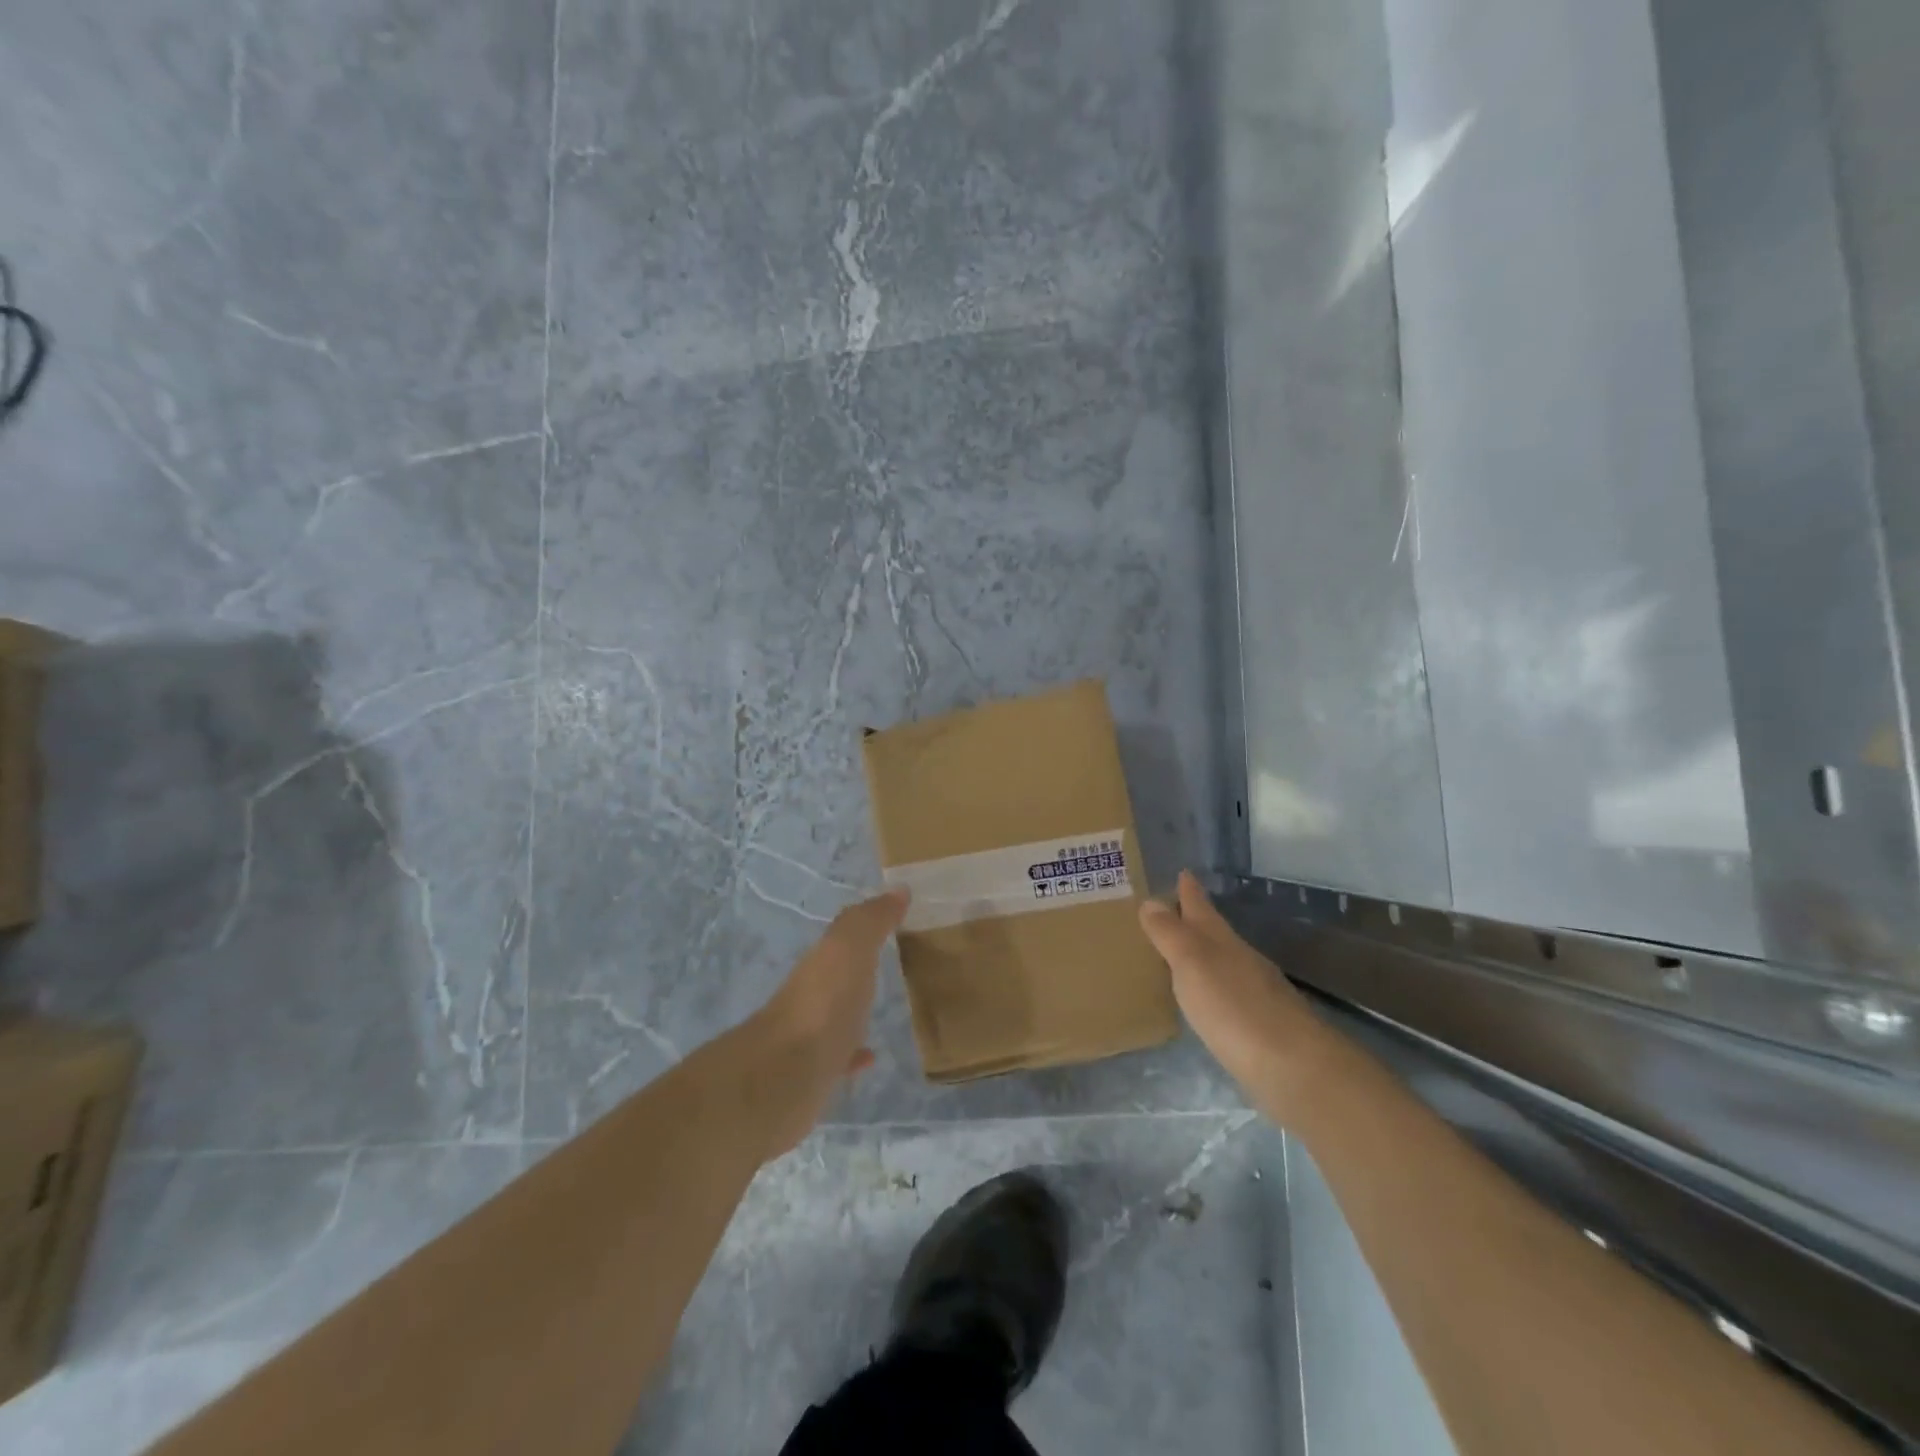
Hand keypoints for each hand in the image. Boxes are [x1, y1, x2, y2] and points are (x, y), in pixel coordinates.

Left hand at [747, 887, 909, 1156]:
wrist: (783, 1079)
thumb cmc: (823, 1004)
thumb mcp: (849, 948)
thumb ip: (871, 920)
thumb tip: (898, 889)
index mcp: (821, 962)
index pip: (844, 936)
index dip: (866, 926)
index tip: (895, 920)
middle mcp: (811, 993)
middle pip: (837, 974)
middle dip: (858, 967)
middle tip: (894, 962)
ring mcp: (810, 1036)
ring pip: (837, 1013)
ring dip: (855, 1008)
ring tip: (885, 1007)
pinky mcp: (813, 1075)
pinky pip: (839, 1056)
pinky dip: (854, 1052)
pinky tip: (871, 1056)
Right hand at [1139, 871, 1335, 1124]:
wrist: (1294, 1068)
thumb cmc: (1234, 1008)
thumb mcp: (1192, 964)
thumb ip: (1170, 934)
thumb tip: (1151, 900)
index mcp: (1222, 941)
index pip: (1201, 907)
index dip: (1190, 891)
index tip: (1183, 872)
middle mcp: (1241, 960)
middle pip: (1214, 932)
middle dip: (1195, 920)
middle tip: (1171, 910)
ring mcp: (1255, 993)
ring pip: (1223, 963)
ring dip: (1203, 956)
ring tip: (1180, 955)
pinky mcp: (1261, 1026)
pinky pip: (1228, 994)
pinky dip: (1213, 989)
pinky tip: (1206, 1001)